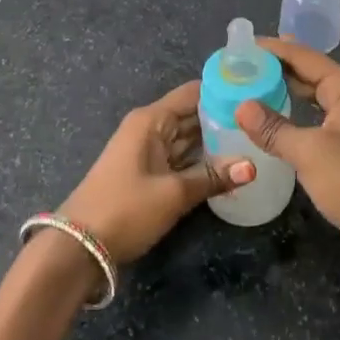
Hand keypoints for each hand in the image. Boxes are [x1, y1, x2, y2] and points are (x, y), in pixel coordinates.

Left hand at [55, 81, 254, 265]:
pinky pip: (180, 157)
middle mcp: (149, 128)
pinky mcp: (147, 173)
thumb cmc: (125, 209)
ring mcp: (147, 151)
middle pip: (192, 114)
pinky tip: (228, 164)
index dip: (223, 91)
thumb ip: (214, 177)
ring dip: (215, 140)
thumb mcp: (174, 194)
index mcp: (151, 120)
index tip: (257, 93)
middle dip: (224, 117)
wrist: (78, 248)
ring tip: (254, 139)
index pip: (193, 93)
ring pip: (187, 137)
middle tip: (262, 121)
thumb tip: (253, 166)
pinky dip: (201, 160)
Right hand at [235, 38, 339, 282]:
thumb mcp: (309, 152)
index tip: (243, 45)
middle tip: (241, 63)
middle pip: (311, 72)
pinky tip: (274, 116)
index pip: (306, 57)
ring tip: (252, 83)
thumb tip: (241, 106)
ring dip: (286, 90)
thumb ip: (273, 127)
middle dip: (278, 67)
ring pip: (314, 95)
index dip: (275, 50)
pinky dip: (295, 112)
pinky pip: (317, 116)